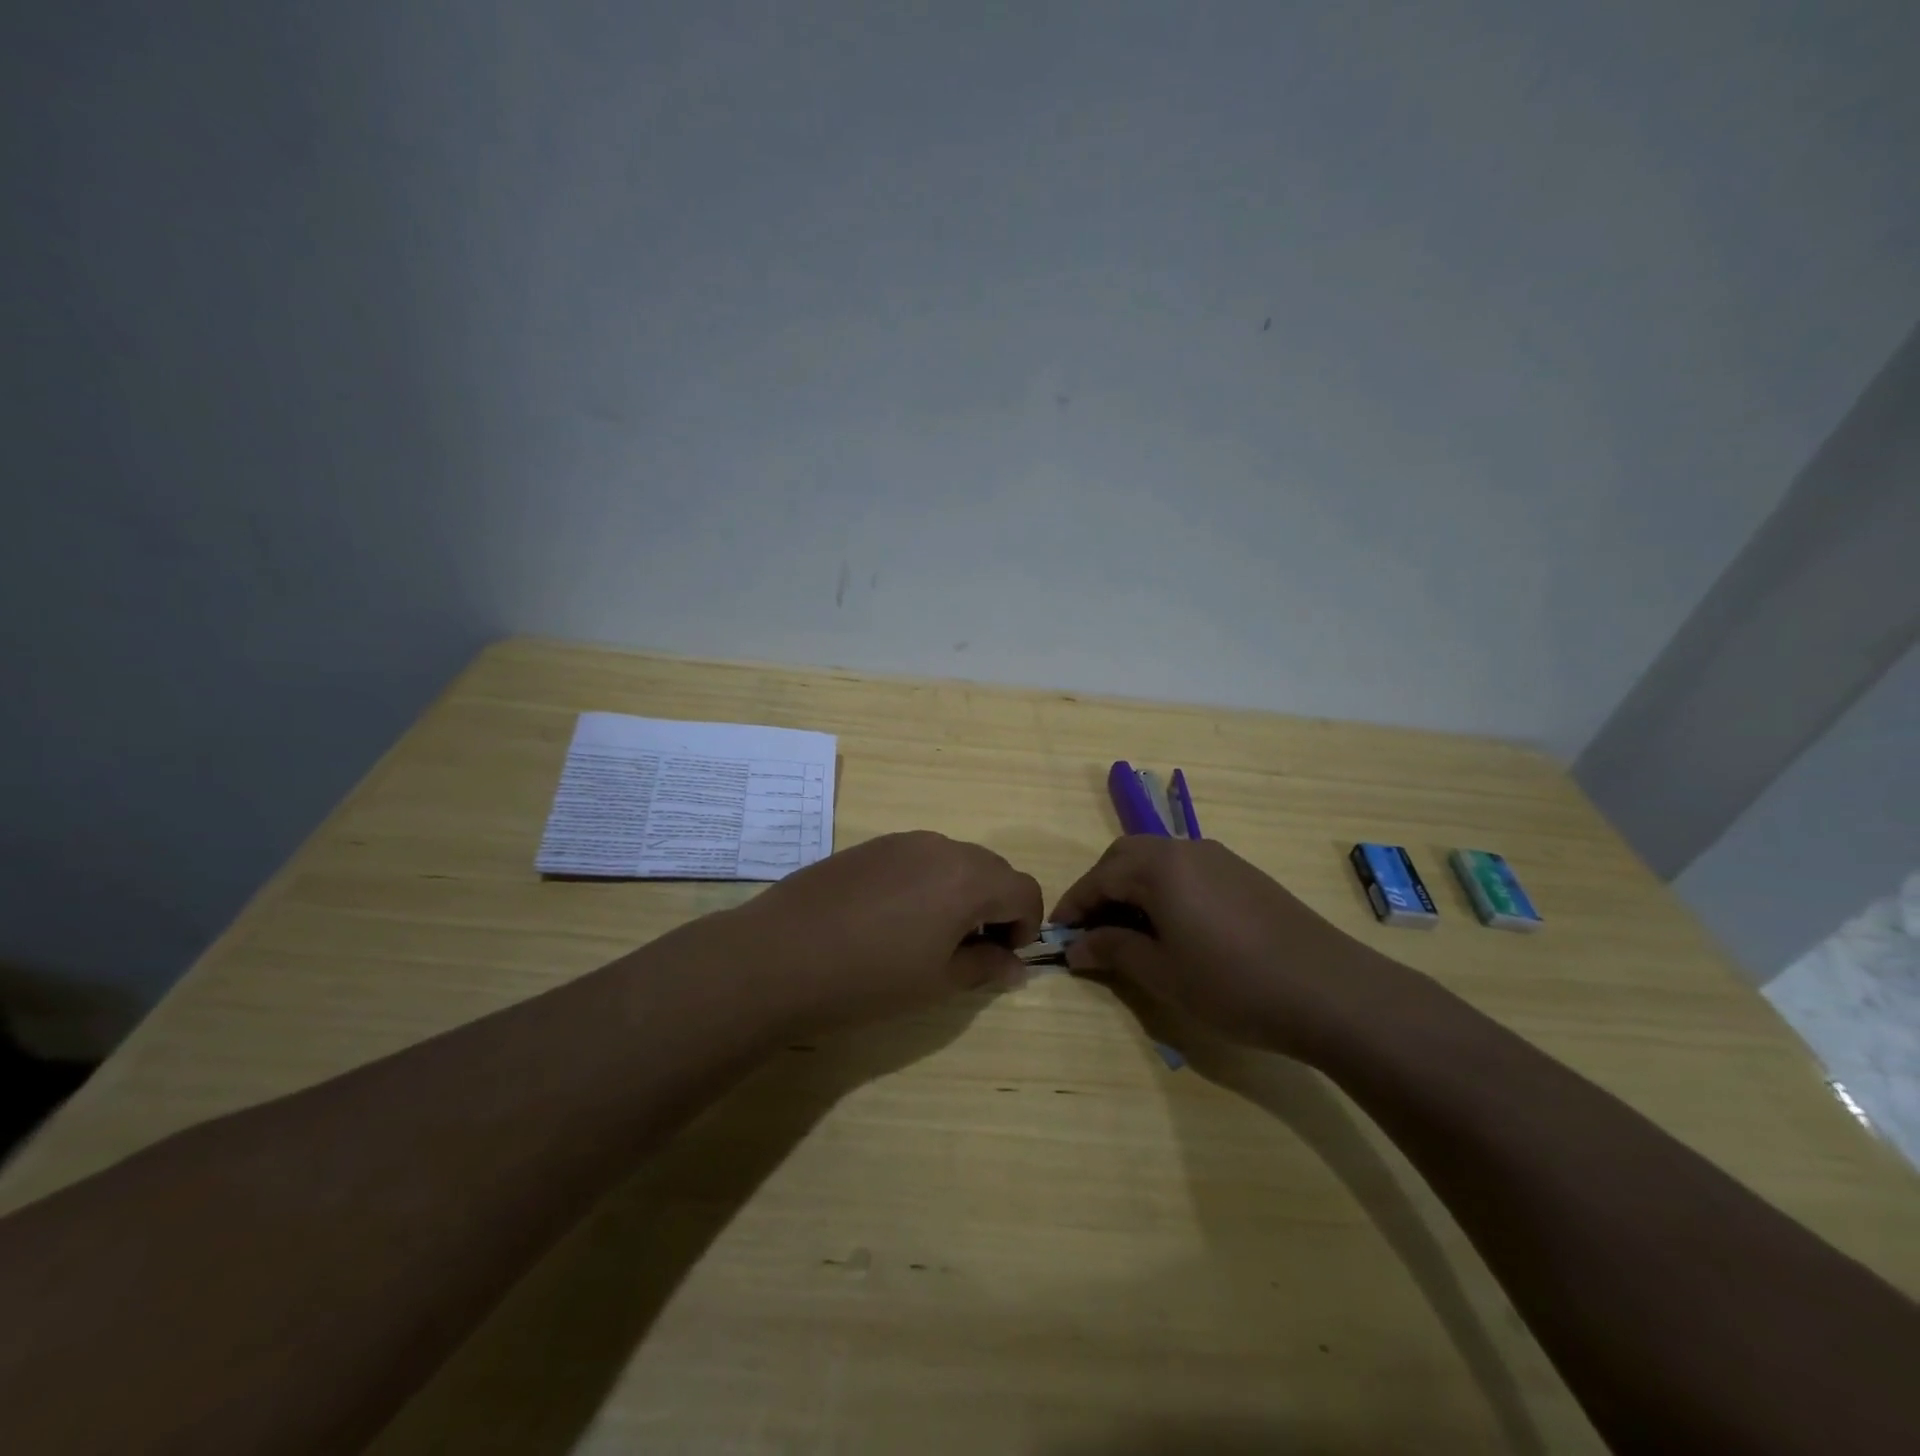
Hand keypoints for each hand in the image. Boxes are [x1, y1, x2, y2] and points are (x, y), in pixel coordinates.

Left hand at [729, 831, 1043, 1035]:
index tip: (1001, 957)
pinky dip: (926, 883)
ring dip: (960, 892)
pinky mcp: (869, 846)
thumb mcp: (938, 982)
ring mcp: (901, 841)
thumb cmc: (869, 978)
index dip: (1026, 925)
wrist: (778, 956)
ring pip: (954, 860)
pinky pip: (918, 858)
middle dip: (995, 906)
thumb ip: (985, 966)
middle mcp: (941, 847)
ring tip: (929, 935)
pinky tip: (891, 919)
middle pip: (992, 869)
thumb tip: (1015, 965)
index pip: (1024, 889)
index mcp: (968, 878)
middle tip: (970, 949)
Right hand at [1052, 836, 1409, 1060]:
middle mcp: (1186, 849)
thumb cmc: (1233, 983)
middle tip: (1091, 929)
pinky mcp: (1245, 874)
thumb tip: (1075, 947)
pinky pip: (1187, 871)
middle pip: (1126, 857)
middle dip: (1101, 888)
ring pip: (1158, 860)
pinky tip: (1174, 927)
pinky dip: (1165, 890)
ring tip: (1129, 931)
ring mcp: (1219, 858)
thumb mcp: (1162, 973)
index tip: (1056, 936)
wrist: (1330, 990)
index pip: (1099, 877)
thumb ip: (1112, 951)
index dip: (1073, 906)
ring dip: (1133, 887)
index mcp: (1158, 866)